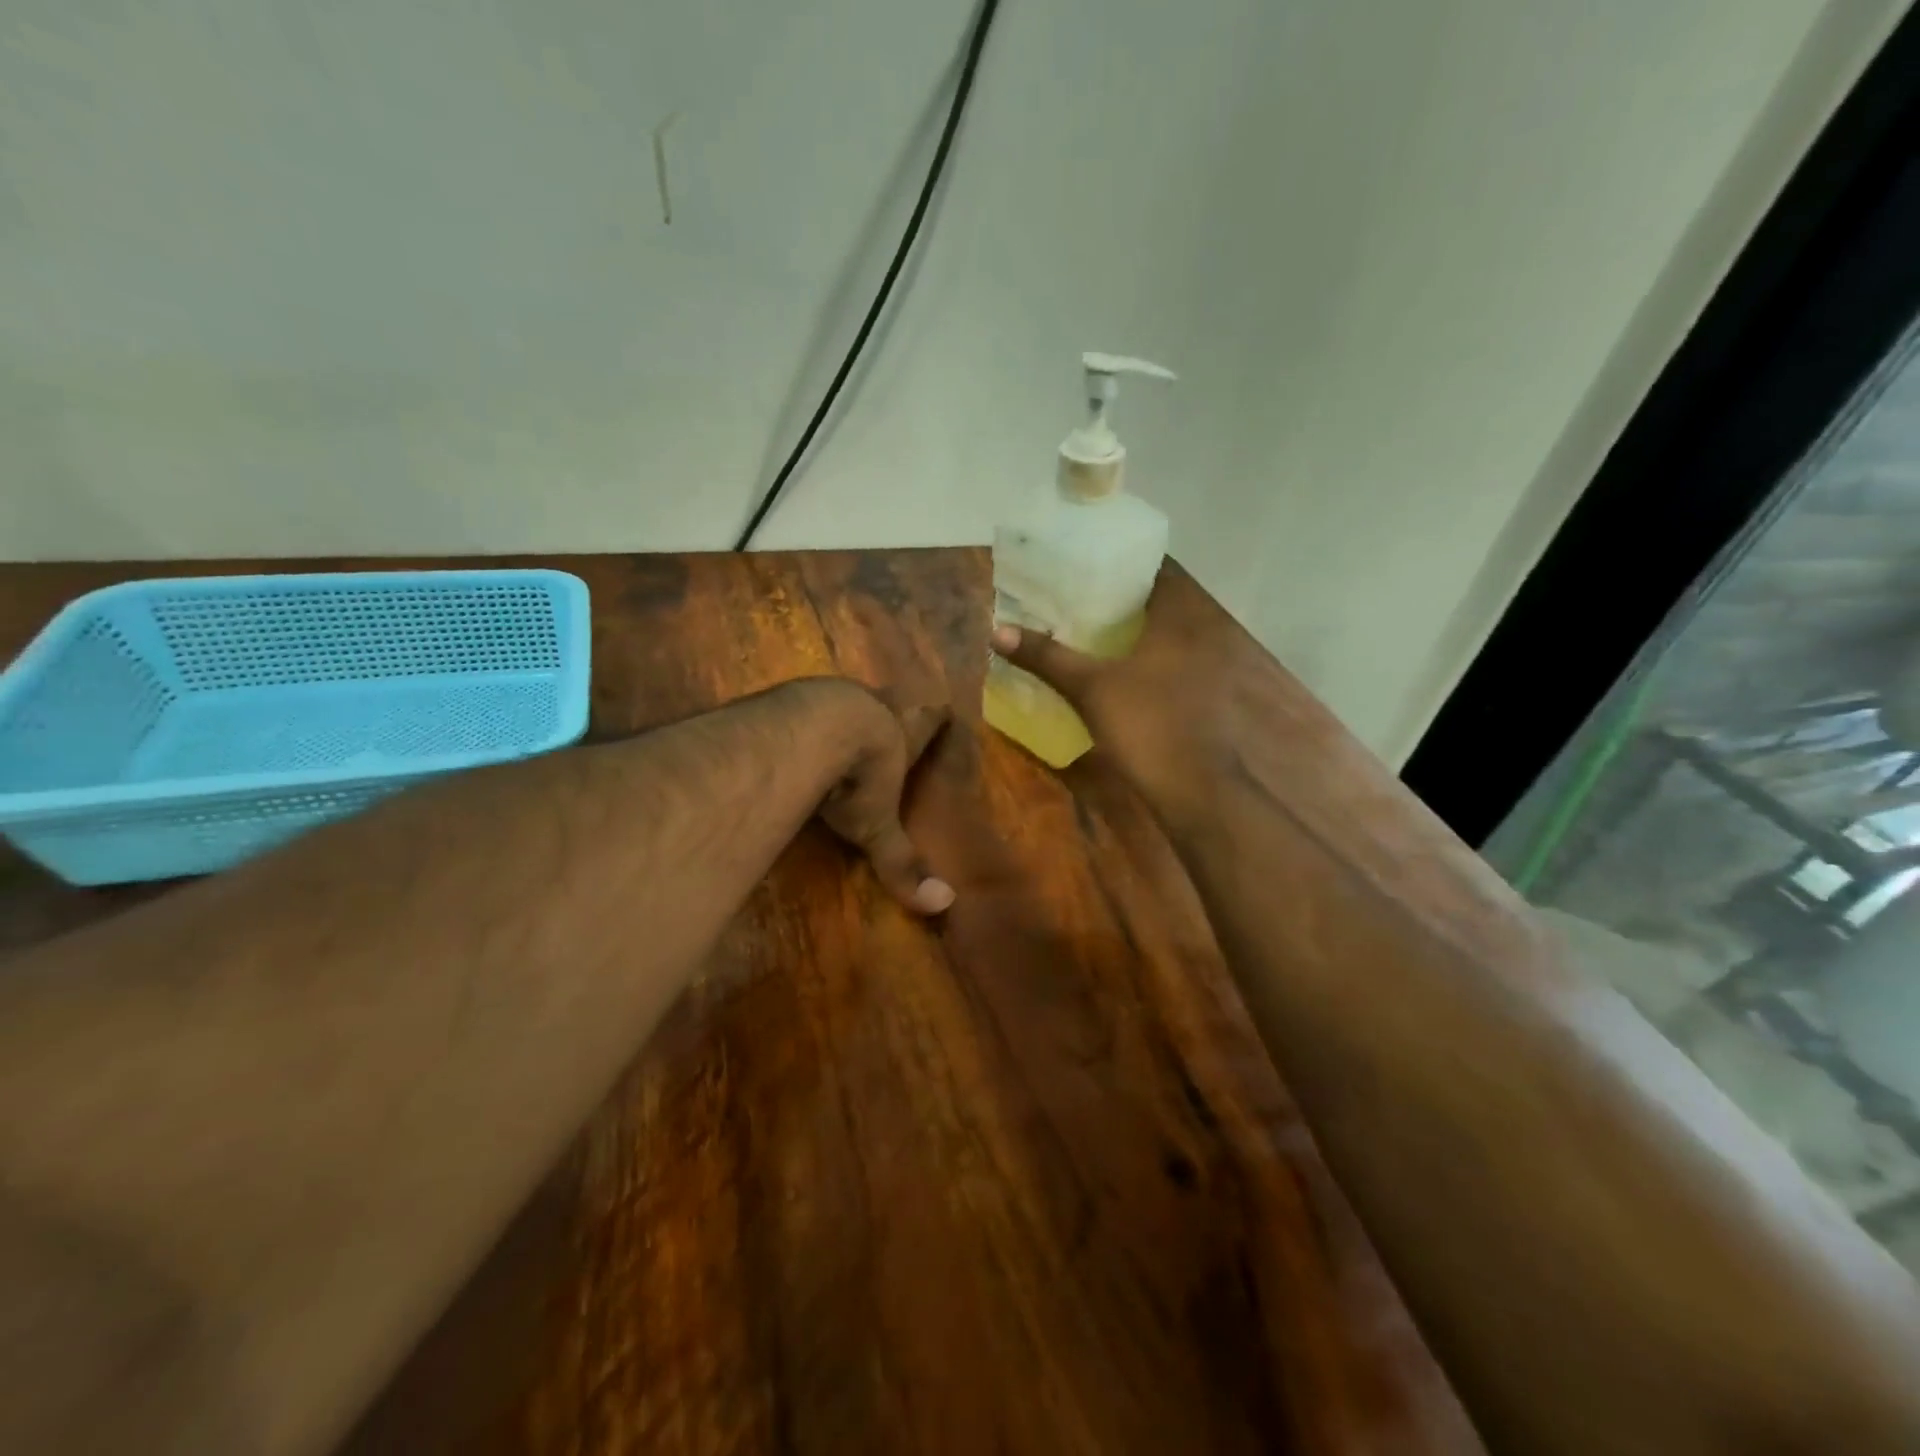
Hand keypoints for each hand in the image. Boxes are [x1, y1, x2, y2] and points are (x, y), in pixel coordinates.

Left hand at [780, 679, 955, 914]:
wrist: (806, 731)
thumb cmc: (858, 776)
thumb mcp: (877, 825)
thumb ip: (901, 862)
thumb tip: (942, 904)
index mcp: (907, 728)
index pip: (933, 716)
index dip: (937, 717)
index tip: (943, 712)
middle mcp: (874, 703)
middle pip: (890, 701)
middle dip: (890, 713)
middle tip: (888, 727)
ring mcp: (830, 694)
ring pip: (847, 698)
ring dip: (845, 713)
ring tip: (839, 733)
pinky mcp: (790, 695)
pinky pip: (803, 704)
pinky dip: (803, 718)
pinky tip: (792, 734)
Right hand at [989, 567, 1261, 826]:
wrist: (1194, 788)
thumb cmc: (1146, 724)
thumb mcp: (1089, 688)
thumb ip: (1047, 658)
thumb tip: (997, 631)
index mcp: (1178, 622)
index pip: (1161, 573)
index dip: (1128, 566)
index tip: (1092, 564)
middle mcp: (1198, 638)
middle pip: (1160, 606)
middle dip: (1123, 601)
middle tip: (1080, 596)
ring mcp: (1203, 673)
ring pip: (1165, 639)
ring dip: (1133, 634)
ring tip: (1089, 630)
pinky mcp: (1200, 702)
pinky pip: (1168, 667)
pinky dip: (1144, 663)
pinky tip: (1114, 673)